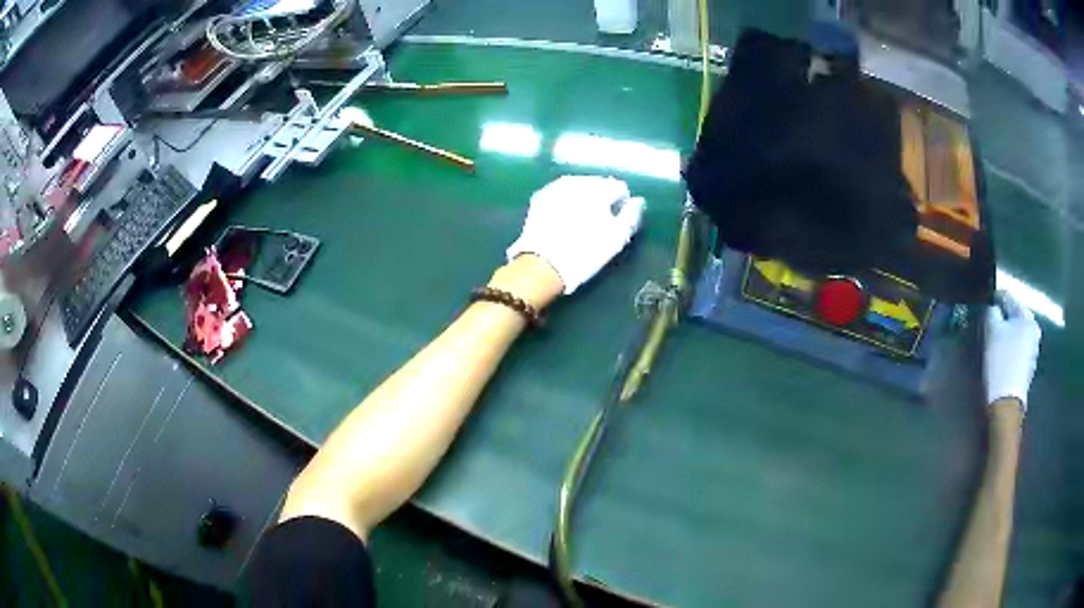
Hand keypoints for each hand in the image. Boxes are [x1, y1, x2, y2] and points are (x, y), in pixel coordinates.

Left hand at [507, 176, 645, 294]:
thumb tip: (638, 201)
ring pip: (578, 187)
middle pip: (598, 184)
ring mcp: (555, 187)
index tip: (617, 222)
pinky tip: (565, 219)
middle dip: (602, 198)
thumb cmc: (586, 252)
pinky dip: (566, 202)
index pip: (619, 188)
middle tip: (599, 222)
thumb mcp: (617, 238)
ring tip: (582, 221)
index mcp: (598, 188)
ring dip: (584, 199)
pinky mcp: (540, 197)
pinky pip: (561, 194)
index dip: (622, 204)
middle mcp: (577, 181)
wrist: (543, 264)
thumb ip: (631, 215)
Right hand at [984, 290, 1040, 410]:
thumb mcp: (992, 331)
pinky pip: (1018, 346)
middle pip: (1015, 315)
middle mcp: (1034, 329)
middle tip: (990, 322)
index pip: (1009, 297)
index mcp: (1027, 316)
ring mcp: (1033, 348)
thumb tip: (992, 308)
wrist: (1007, 401)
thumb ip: (992, 312)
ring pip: (1017, 331)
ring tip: (995, 338)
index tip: (985, 303)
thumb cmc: (1001, 361)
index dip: (995, 298)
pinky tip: (1002, 354)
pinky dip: (1010, 346)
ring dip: (1007, 332)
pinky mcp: (1028, 364)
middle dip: (1003, 317)